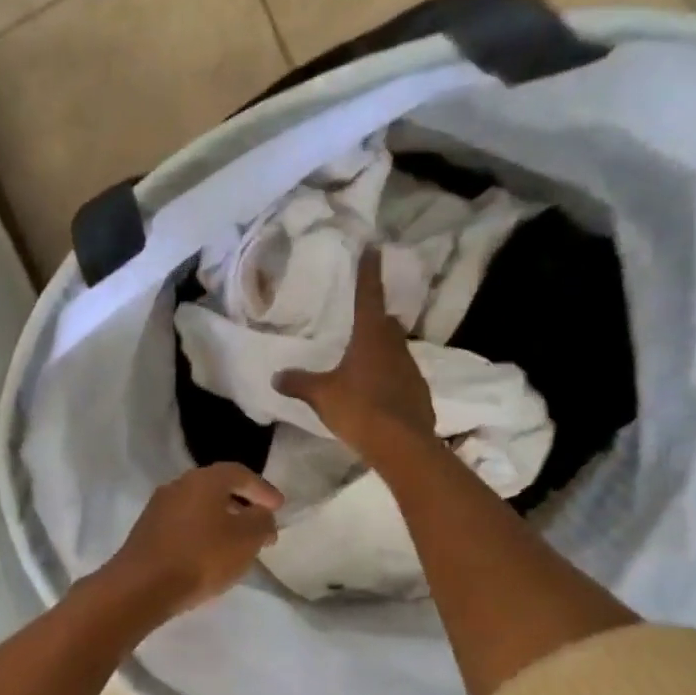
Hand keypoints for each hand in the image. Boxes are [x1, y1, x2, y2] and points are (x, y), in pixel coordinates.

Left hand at [104, 463, 282, 615]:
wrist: (142, 586)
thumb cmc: (200, 557)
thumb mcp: (245, 540)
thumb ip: (262, 522)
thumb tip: (262, 515)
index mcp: (204, 480)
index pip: (239, 473)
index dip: (262, 489)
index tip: (279, 507)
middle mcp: (178, 485)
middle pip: (217, 487)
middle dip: (242, 504)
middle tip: (260, 523)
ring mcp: (158, 507)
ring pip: (199, 506)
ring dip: (221, 519)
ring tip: (238, 543)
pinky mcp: (147, 530)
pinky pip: (183, 524)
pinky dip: (202, 532)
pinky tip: (209, 554)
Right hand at [274, 248, 434, 464]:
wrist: (402, 445)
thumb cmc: (359, 409)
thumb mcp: (322, 395)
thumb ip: (299, 383)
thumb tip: (276, 376)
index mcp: (371, 336)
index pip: (369, 295)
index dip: (369, 272)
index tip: (373, 249)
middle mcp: (395, 346)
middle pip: (386, 323)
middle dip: (376, 318)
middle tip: (361, 319)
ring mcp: (412, 369)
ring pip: (396, 350)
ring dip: (382, 350)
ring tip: (364, 359)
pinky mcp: (419, 392)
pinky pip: (401, 376)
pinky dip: (389, 377)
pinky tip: (377, 391)